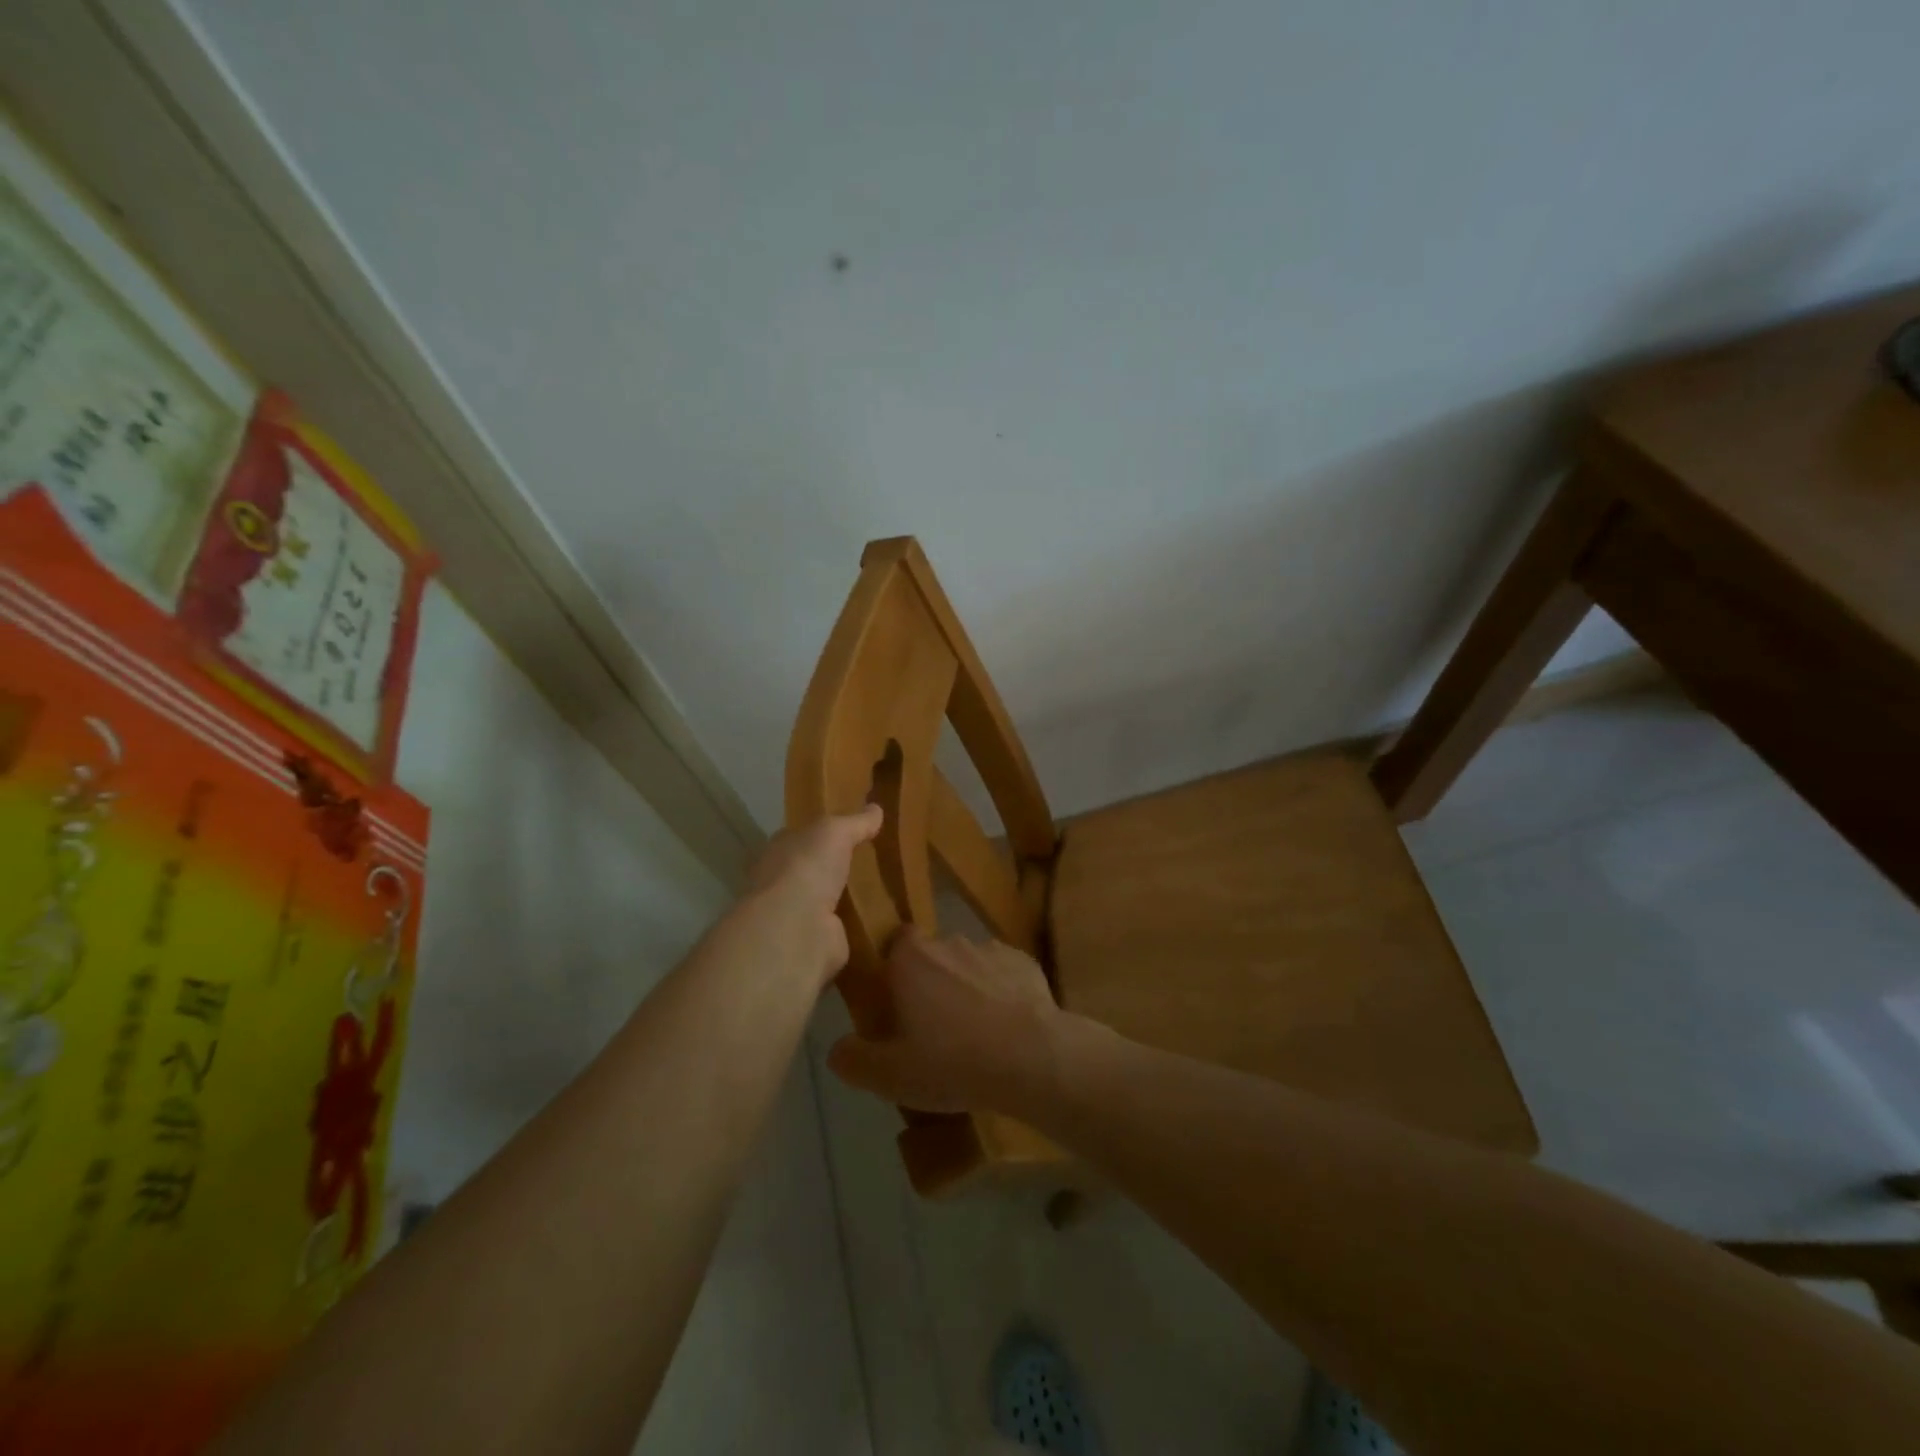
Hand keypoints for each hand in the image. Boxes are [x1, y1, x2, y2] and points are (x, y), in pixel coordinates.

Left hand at [736, 806, 883, 988]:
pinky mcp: (820, 942)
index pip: (801, 837)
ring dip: (851, 898)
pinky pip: (846, 928)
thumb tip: (876, 808)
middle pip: (816, 871)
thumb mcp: (834, 832)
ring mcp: (800, 915)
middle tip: (876, 861)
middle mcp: (785, 883)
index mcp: (781, 851)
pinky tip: (886, 919)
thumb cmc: (807, 868)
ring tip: (889, 890)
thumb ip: (855, 822)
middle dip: (839, 868)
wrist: (797, 928)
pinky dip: (861, 925)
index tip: (851, 831)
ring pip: (831, 901)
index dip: (823, 834)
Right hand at [827, 929, 1066, 1116]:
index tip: (898, 1003)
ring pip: (968, 964)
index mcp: (910, 959)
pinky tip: (1006, 1027)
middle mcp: (948, 942)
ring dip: (967, 987)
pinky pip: (1003, 974)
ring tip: (974, 1032)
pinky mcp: (1024, 962)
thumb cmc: (952, 1061)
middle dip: (931, 982)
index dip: (895, 970)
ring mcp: (990, 948)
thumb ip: (855, 1060)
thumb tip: (837, 1049)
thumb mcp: (890, 1076)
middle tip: (933, 1026)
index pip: (894, 944)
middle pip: (932, 956)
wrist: (1031, 1056)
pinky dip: (1001, 993)